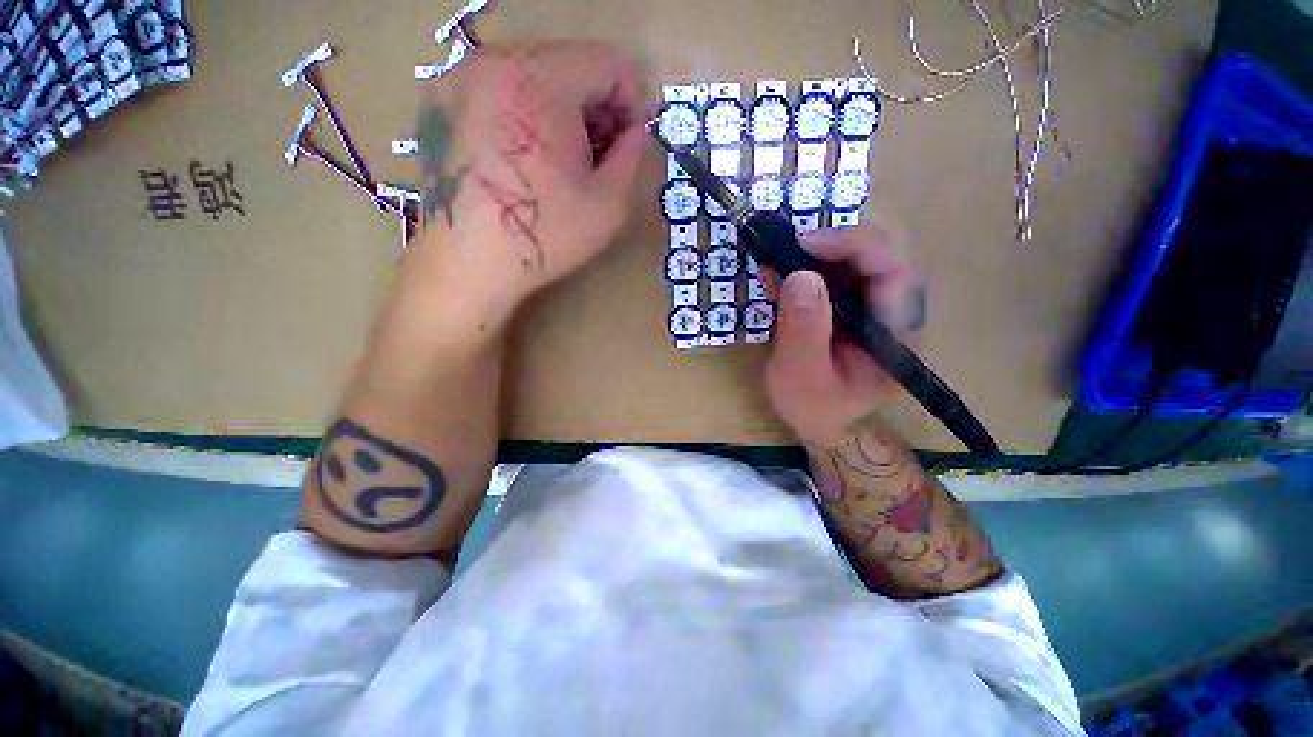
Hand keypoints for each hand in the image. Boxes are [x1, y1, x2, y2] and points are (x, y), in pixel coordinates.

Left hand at [403, 41, 650, 322]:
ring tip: (567, 160)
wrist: (468, 264)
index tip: (635, 138)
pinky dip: (527, 114)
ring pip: (533, 75)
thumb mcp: (609, 204)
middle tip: (603, 154)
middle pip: (568, 63)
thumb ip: (633, 155)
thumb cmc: (544, 235)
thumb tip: (637, 130)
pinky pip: (501, 91)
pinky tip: (529, 159)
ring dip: (563, 110)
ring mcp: (459, 79)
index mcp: (539, 80)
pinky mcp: (441, 104)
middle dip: (597, 106)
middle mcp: (493, 62)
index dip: (633, 99)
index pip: (606, 62)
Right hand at [764, 226, 925, 447]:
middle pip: (873, 258)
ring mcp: (865, 308)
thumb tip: (801, 275)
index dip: (855, 247)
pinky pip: (828, 279)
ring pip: (848, 264)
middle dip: (829, 248)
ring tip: (773, 265)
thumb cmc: (814, 407)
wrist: (818, 422)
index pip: (892, 272)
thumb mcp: (801, 375)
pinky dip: (800, 273)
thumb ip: (803, 329)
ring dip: (810, 259)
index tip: (807, 244)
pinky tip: (774, 277)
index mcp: (893, 332)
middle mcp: (887, 312)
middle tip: (786, 250)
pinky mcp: (844, 309)